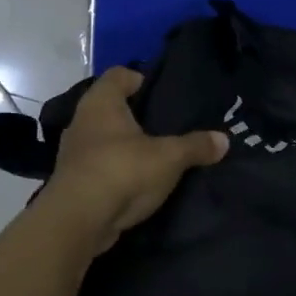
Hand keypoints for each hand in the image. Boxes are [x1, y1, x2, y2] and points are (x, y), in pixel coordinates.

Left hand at [40, 67, 227, 251]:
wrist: (77, 221)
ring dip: (123, 144)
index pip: (118, 75)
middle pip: (109, 107)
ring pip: (102, 138)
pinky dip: (115, 169)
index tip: (159, 92)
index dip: (139, 78)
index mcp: (101, 102)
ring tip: (152, 154)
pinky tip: (135, 180)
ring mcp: (73, 152)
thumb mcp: (169, 157)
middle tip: (163, 124)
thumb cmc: (122, 171)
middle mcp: (81, 120)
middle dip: (134, 114)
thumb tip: (224, 140)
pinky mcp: (72, 181)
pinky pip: (98, 165)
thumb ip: (196, 146)